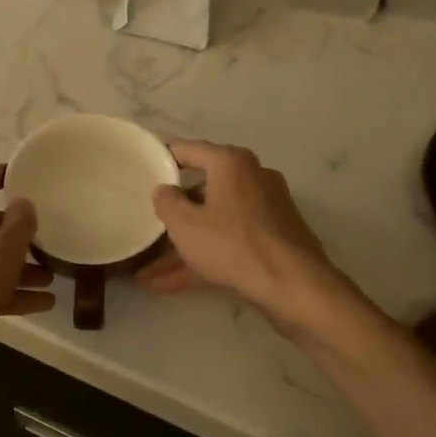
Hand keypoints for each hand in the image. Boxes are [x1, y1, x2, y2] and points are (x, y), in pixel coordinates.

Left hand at [0, 165, 53, 362]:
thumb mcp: (3, 252)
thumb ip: (20, 224)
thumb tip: (23, 204)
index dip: (2, 177)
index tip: (23, 173)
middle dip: (17, 237)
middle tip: (45, 241)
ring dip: (16, 269)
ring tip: (50, 279)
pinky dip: (4, 291)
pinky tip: (40, 304)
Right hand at [137, 141, 344, 332]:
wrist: (293, 285)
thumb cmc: (233, 245)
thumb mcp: (185, 224)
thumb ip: (166, 202)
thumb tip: (165, 190)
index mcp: (231, 163)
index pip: (188, 150)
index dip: (162, 160)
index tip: (141, 171)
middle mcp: (252, 178)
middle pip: (202, 190)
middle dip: (173, 216)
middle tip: (147, 224)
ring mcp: (265, 211)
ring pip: (214, 223)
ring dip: (183, 247)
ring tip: (148, 273)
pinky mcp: (272, 240)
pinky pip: (229, 243)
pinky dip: (203, 259)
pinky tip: (170, 286)